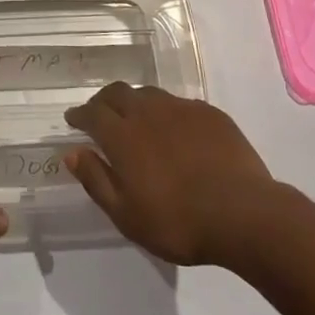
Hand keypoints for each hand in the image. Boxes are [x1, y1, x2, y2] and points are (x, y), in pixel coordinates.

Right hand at [64, 84, 281, 266]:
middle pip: (118, 93)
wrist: (241, 212)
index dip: (80, 114)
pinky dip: (167, 112)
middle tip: (99, 114)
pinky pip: (179, 104)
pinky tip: (174, 129)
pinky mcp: (208, 113)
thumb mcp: (127, 215)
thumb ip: (97, 180)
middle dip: (103, 101)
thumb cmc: (178, 222)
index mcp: (123, 135)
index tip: (72, 119)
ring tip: (136, 118)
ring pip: (149, 94)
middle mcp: (148, 112)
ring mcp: (180, 108)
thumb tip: (72, 153)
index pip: (93, 114)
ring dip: (135, 102)